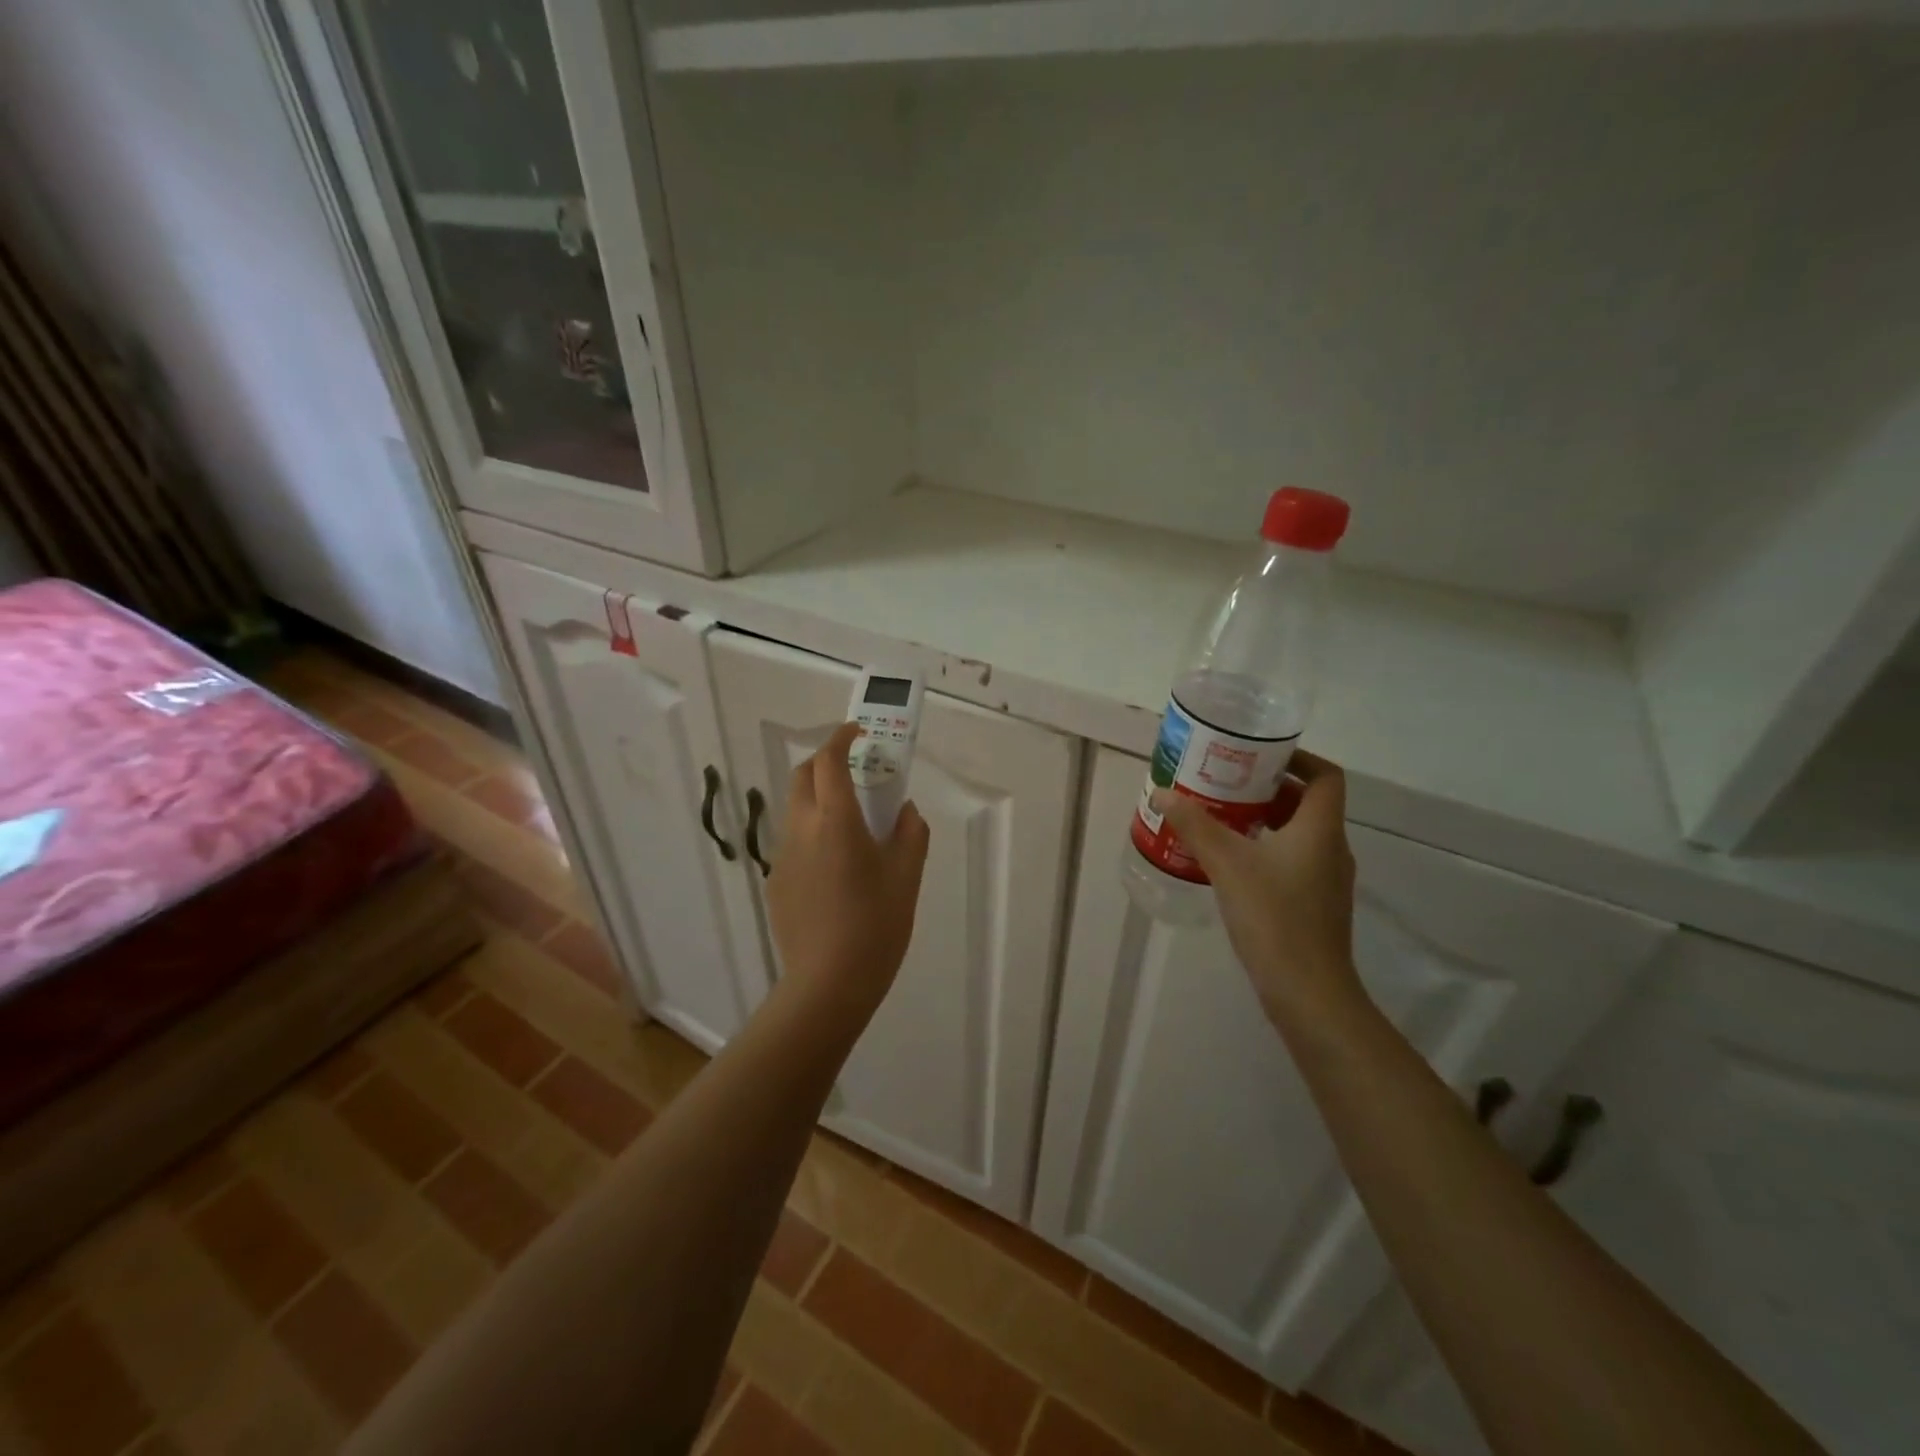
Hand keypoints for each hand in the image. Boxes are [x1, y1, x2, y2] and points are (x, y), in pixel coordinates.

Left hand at [766, 722, 930, 1023]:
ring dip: (818, 798)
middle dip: (824, 761)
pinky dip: (812, 833)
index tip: (857, 732)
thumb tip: (904, 811)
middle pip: (802, 776)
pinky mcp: (776, 882)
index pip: (829, 760)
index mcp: (836, 821)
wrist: (828, 984)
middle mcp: (802, 829)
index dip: (841, 738)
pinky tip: (836, 868)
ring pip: (795, 809)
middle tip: (853, 770)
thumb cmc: (876, 925)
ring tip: (850, 822)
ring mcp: (783, 856)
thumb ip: (911, 834)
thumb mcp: (907, 877)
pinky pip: (794, 842)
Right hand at [1152, 751, 1363, 1030]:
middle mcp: (1331, 848)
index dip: (1298, 759)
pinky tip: (1231, 862)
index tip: (1260, 756)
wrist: (1307, 991)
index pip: (1325, 776)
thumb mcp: (1227, 863)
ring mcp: (1326, 880)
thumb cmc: (1274, 916)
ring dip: (1265, 820)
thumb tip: (1162, 794)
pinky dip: (1266, 850)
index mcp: (1321, 829)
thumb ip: (1195, 825)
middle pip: (1308, 803)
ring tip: (1221, 818)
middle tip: (1226, 784)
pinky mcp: (1315, 904)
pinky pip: (1293, 861)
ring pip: (1299, 834)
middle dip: (1268, 789)